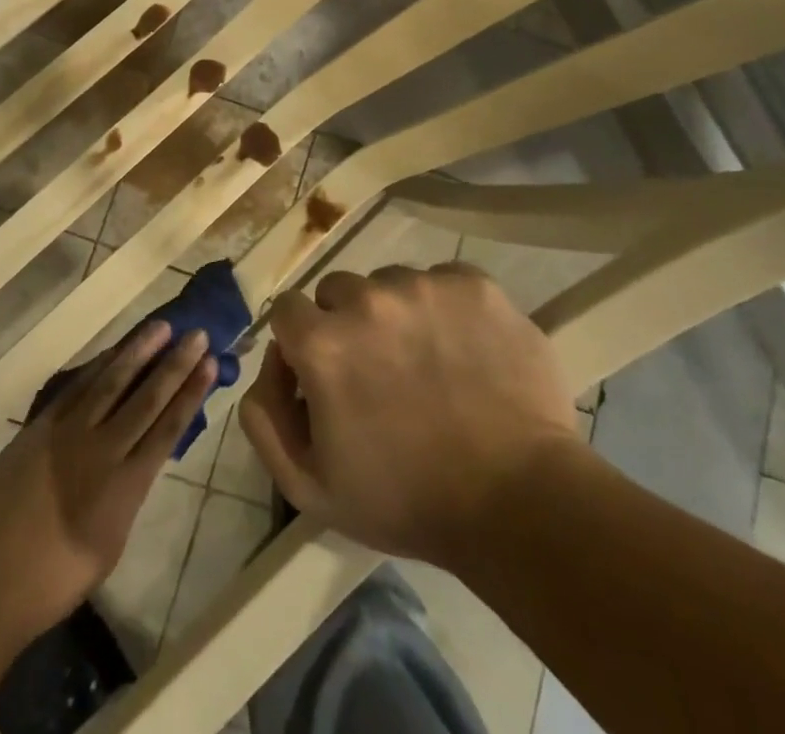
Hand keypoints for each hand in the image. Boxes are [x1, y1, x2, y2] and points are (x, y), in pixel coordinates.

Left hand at [0, 320, 216, 637]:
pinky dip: (98, 366)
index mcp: (127, 485)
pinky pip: (76, 387)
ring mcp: (70, 433)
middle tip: (196, 334)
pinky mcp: (42, 426)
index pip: (169, 427)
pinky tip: (113, 351)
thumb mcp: (110, 542)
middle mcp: (104, 449)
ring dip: (139, 351)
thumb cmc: (57, 578)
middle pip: (147, 397)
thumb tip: (139, 458)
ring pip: (112, 381)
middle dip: (175, 364)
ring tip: (161, 327)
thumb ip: (129, 493)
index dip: (191, 392)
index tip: (209, 363)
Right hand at [239, 262, 580, 570]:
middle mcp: (367, 299)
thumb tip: (271, 361)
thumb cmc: (407, 500)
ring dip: (397, 314)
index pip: (288, 310)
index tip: (325, 374)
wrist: (520, 503)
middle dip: (347, 325)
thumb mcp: (309, 486)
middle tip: (380, 372)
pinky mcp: (474, 286)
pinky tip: (464, 349)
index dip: (302, 343)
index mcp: (323, 342)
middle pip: (338, 291)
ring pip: (390, 282)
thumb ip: (264, 417)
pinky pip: (442, 281)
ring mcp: (425, 286)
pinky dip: (445, 308)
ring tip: (429, 363)